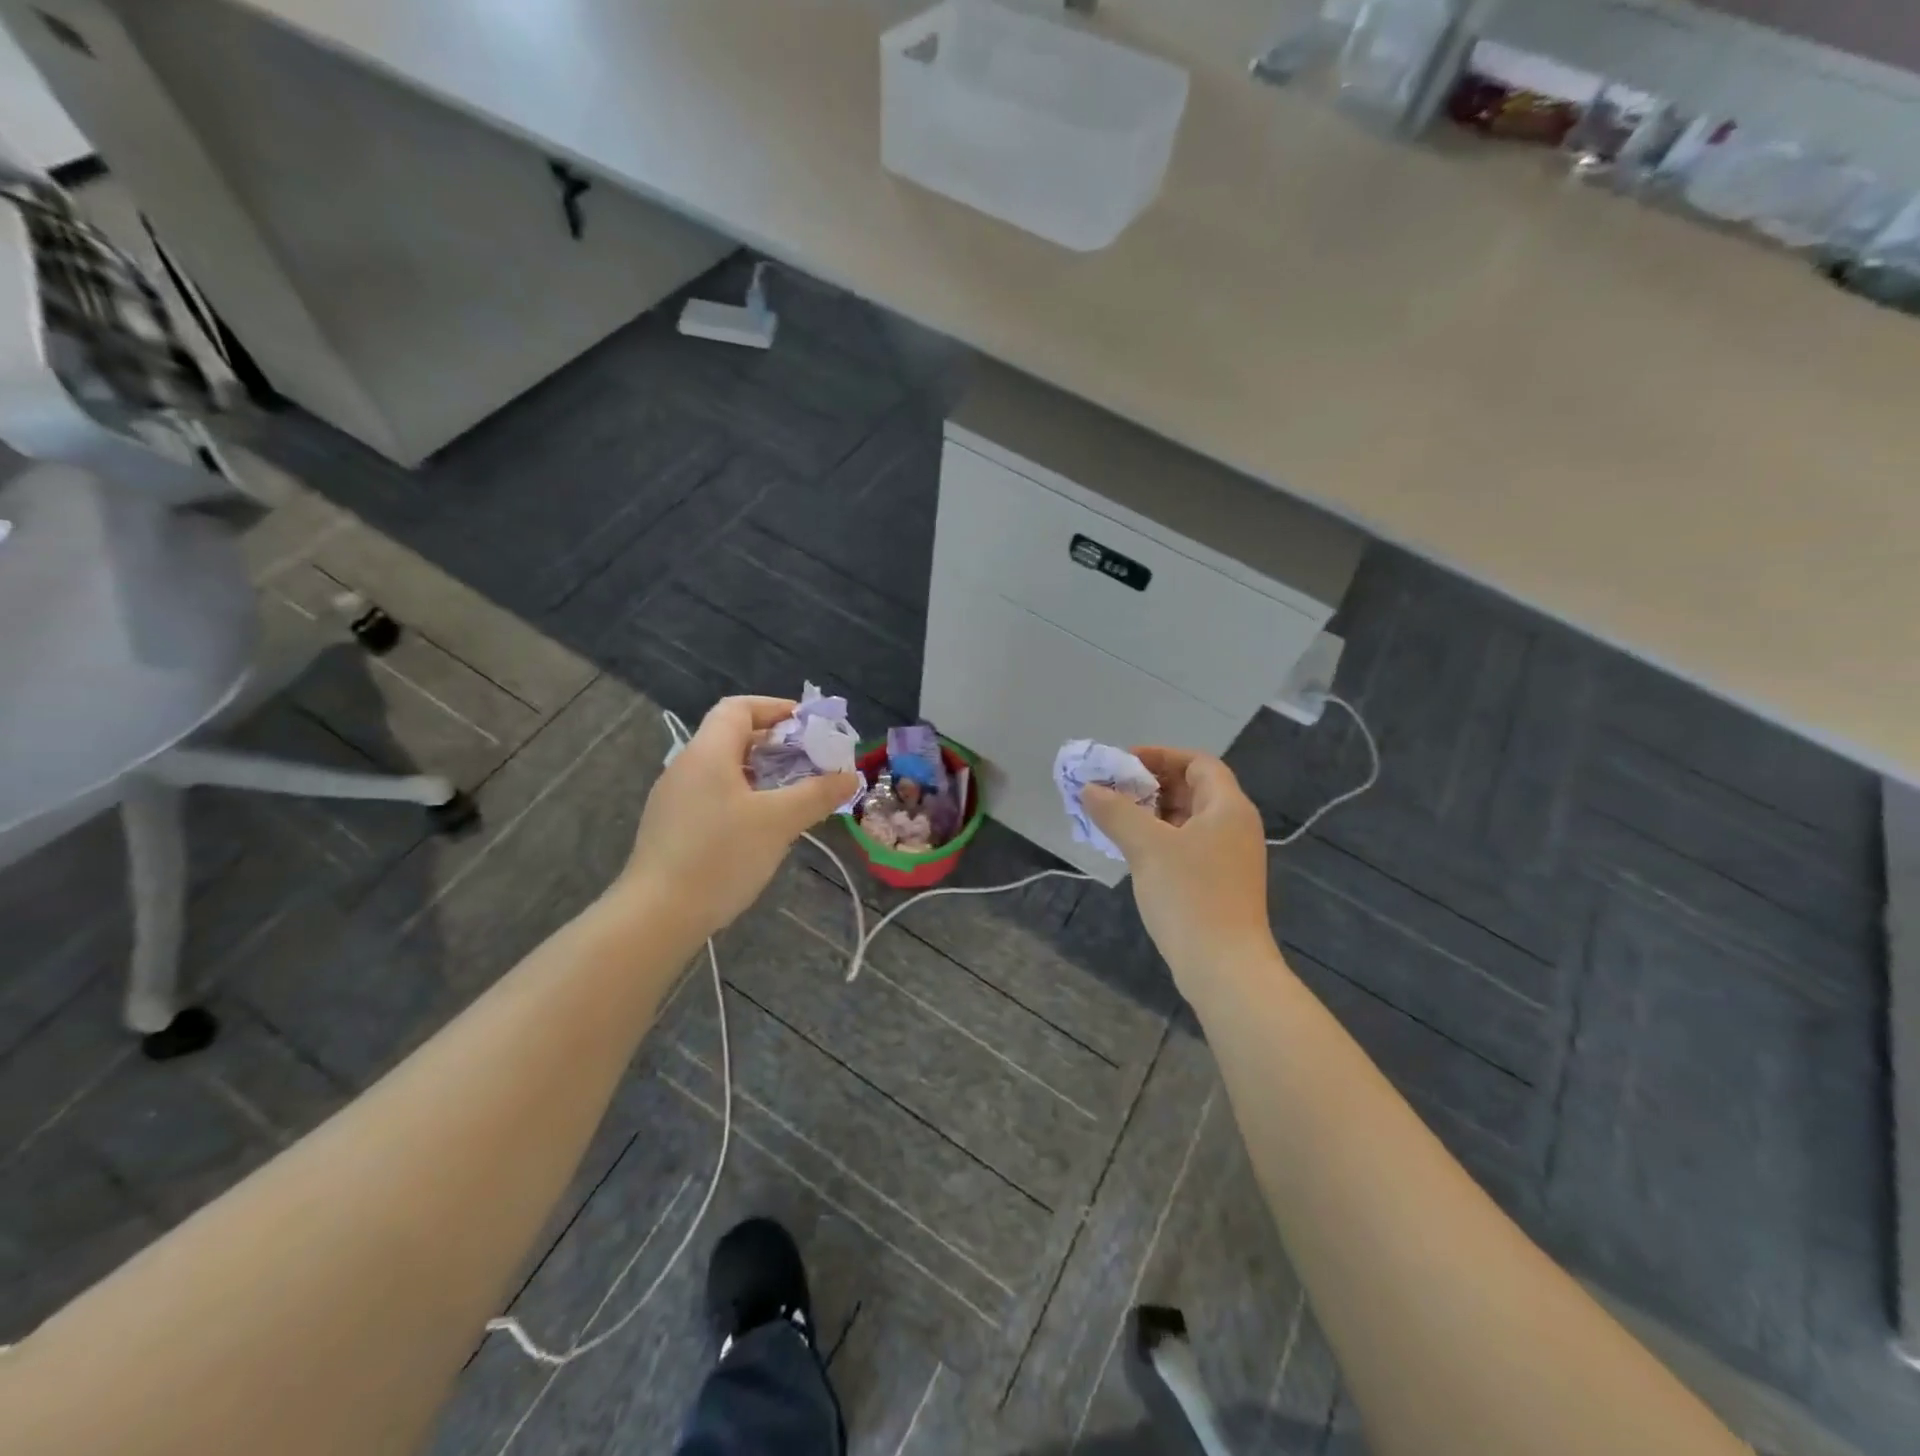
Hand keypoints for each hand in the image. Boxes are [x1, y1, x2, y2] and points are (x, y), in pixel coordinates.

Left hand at [619, 696, 858, 940]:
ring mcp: (675, 798)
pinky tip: (763, 825)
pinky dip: (744, 796)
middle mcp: (687, 766)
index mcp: (708, 753)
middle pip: (732, 736)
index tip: (809, 726)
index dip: (776, 708)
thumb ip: (817, 794)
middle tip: (811, 762)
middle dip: (776, 744)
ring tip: (794, 793)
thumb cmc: (720, 857)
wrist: (656, 916)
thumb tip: (850, 776)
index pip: (739, 708)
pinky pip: (714, 795)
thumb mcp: (779, 822)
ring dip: (762, 772)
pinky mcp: (672, 827)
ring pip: (724, 768)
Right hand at [1083, 749, 1274, 993]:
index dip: (1160, 756)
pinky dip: (1161, 838)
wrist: (1224, 967)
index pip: (1198, 763)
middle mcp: (1235, 826)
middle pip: (1193, 789)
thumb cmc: (1189, 895)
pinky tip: (1133, 850)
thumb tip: (1090, 789)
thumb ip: (1116, 811)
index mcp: (1228, 808)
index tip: (1123, 763)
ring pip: (1188, 820)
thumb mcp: (1146, 847)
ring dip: (1152, 813)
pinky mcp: (1220, 883)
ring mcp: (1230, 858)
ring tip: (1115, 817)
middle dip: (1151, 784)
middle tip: (1112, 790)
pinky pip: (1188, 845)